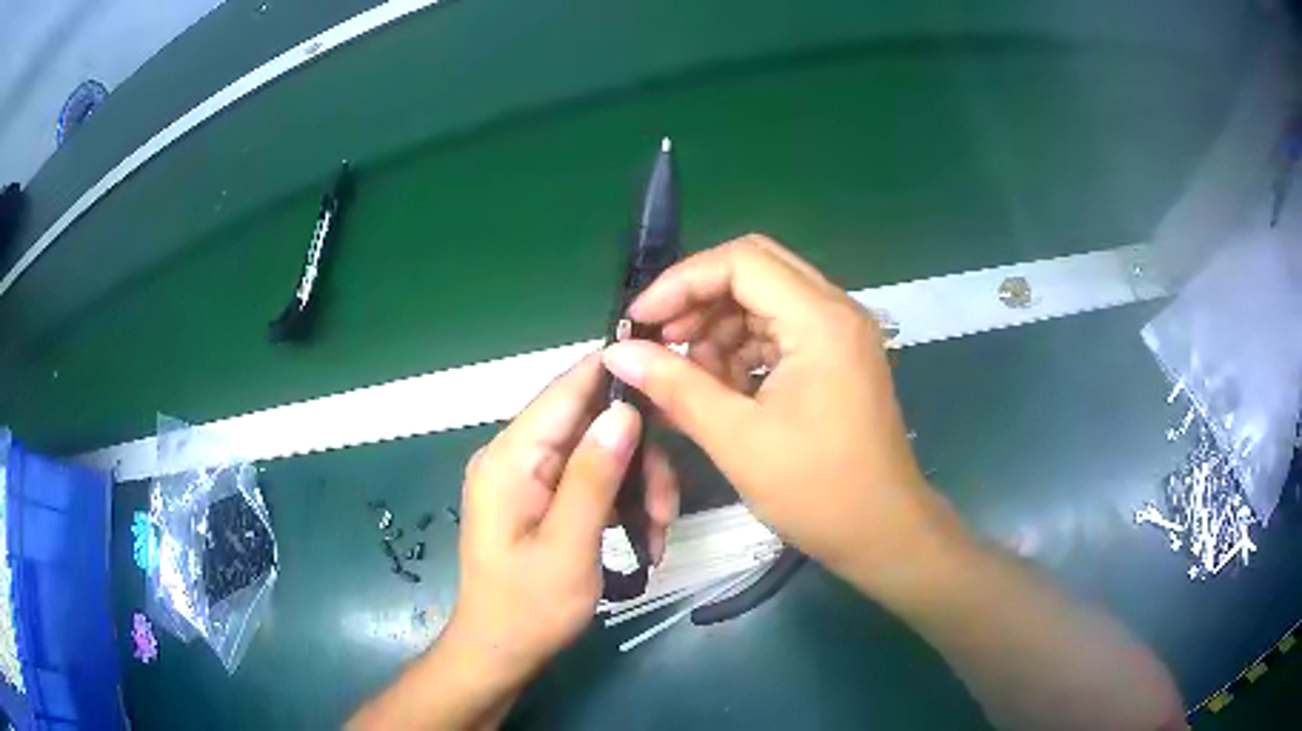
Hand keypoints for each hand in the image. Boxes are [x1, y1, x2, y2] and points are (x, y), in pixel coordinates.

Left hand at [447, 352, 678, 691]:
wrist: (500, 651)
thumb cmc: (529, 608)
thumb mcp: (568, 547)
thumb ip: (593, 477)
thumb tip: (624, 410)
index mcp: (510, 457)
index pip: (566, 389)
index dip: (616, 373)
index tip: (669, 376)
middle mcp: (515, 455)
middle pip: (590, 423)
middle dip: (639, 457)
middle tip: (668, 508)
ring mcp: (528, 477)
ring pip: (599, 452)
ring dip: (638, 487)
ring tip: (658, 535)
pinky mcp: (542, 497)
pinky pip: (591, 480)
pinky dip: (622, 503)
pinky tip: (644, 539)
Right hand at [602, 235, 963, 597]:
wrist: (882, 531)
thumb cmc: (818, 490)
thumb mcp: (737, 440)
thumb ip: (675, 387)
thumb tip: (618, 354)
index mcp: (820, 320)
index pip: (741, 261)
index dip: (681, 282)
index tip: (640, 322)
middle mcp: (836, 310)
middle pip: (754, 270)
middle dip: (699, 299)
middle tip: (659, 341)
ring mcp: (840, 333)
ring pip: (764, 299)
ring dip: (719, 327)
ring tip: (688, 375)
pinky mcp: (837, 357)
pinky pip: (779, 330)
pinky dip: (742, 348)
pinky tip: (719, 387)